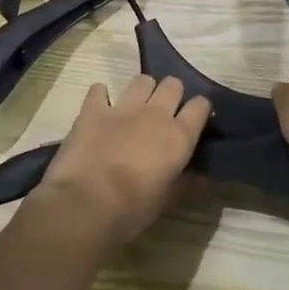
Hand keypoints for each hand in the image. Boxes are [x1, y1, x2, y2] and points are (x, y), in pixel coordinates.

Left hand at [35, 74, 210, 245]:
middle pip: (173, 84)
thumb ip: (185, 183)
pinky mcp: (94, 108)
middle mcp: (156, 113)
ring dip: (142, 90)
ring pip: (142, 80)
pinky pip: (99, 89)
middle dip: (171, 94)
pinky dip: (101, 96)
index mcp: (178, 136)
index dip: (198, 110)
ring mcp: (124, 107)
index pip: (200, 106)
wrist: (85, 204)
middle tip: (163, 113)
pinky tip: (100, 108)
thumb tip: (203, 177)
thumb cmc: (132, 209)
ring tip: (135, 107)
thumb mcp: (166, 201)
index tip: (193, 119)